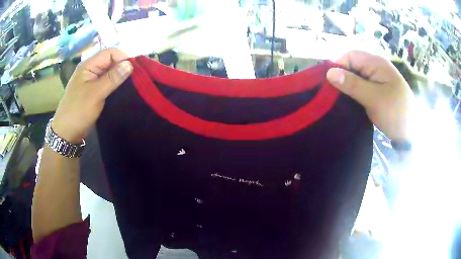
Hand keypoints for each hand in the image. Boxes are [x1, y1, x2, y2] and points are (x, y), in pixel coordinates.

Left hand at [52, 48, 132, 142]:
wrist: (67, 133)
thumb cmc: (79, 111)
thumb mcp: (96, 94)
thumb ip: (112, 78)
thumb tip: (130, 64)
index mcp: (88, 65)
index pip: (109, 53)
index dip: (122, 57)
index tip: (134, 70)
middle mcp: (90, 69)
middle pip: (109, 60)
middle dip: (122, 66)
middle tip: (133, 79)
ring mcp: (90, 80)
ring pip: (108, 72)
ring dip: (118, 76)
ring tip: (129, 85)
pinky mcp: (92, 90)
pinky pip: (105, 82)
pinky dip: (114, 84)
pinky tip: (120, 90)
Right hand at [326, 50, 413, 141]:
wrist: (412, 132)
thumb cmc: (395, 113)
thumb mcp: (374, 99)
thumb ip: (352, 84)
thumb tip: (329, 72)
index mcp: (376, 62)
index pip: (350, 56)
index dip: (338, 66)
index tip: (330, 84)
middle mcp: (376, 66)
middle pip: (352, 64)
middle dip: (342, 76)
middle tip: (335, 94)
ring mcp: (378, 77)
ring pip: (356, 75)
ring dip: (348, 85)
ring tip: (341, 98)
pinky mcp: (378, 88)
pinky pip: (362, 84)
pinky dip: (354, 91)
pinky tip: (351, 100)